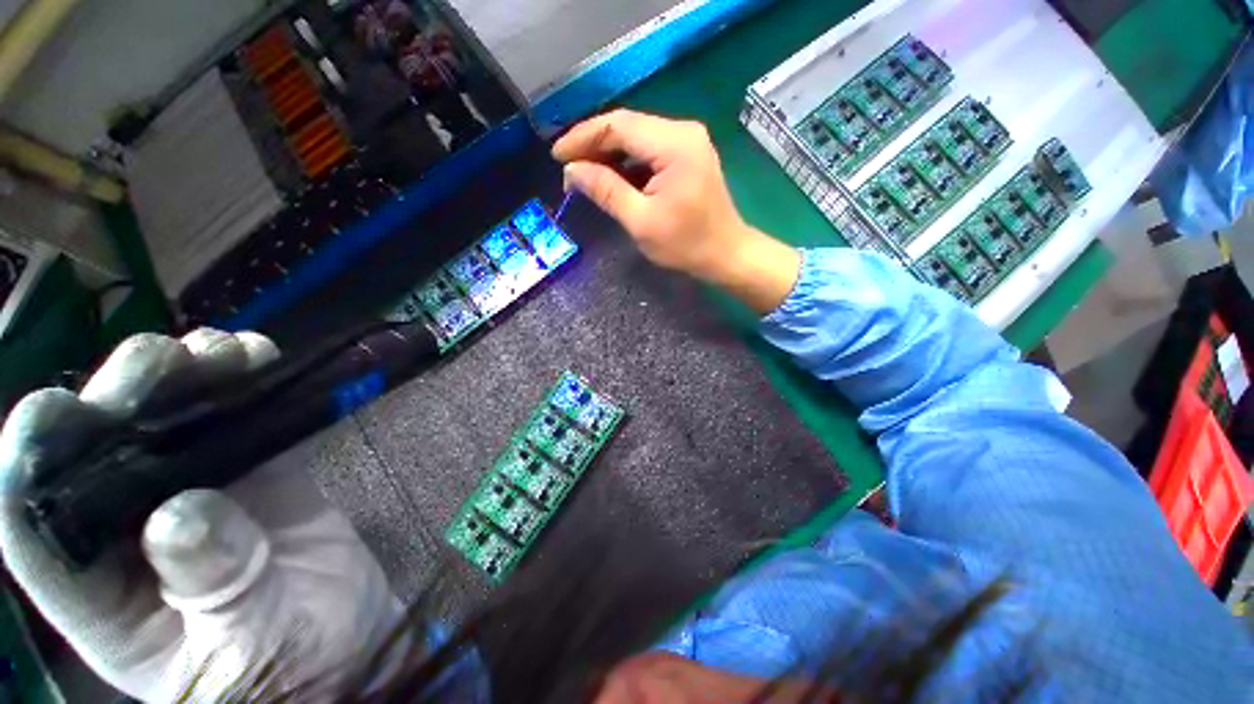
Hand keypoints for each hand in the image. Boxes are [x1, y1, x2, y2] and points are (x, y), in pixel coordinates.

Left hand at [0, 330, 401, 700]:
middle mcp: (130, 533)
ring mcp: (196, 495)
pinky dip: (244, 384)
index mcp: (102, 595)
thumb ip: (212, 586)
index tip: (56, 411)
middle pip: (95, 449)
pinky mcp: (254, 474)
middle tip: (162, 360)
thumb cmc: (288, 670)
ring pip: (164, 421)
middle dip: (116, 393)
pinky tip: (257, 359)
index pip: (32, 525)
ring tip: (219, 350)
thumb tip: (181, 510)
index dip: (27, 462)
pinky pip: (238, 420)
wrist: (347, 643)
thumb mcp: (248, 647)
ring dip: (182, 375)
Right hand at [552, 109, 800, 313]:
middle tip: (568, 169)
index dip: (583, 137)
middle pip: (627, 127)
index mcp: (674, 144)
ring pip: (637, 138)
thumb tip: (572, 171)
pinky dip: (627, 163)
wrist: (726, 254)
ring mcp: (688, 141)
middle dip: (594, 146)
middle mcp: (683, 131)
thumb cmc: (686, 244)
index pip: (618, 125)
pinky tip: (611, 178)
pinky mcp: (688, 155)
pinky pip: (650, 150)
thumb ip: (606, 191)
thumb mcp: (641, 221)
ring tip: (584, 176)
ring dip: (609, 154)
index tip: (557, 156)